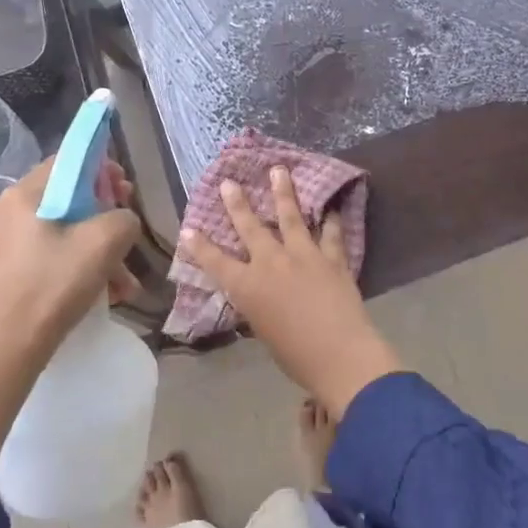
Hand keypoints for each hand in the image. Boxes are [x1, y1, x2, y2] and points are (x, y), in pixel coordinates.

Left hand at [0, 156, 142, 372]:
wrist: (9, 350)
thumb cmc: (53, 286)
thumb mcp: (103, 243)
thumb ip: (123, 217)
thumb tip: (122, 219)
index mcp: (21, 195)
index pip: (67, 161)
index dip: (101, 169)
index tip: (124, 191)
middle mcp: (6, 211)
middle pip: (66, 196)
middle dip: (104, 213)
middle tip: (127, 230)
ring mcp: (3, 241)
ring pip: (63, 229)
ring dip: (98, 248)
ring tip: (125, 279)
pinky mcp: (7, 267)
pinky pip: (51, 252)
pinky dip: (79, 264)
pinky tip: (107, 292)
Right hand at [180, 166, 402, 415]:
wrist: (339, 355)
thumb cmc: (296, 357)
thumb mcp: (264, 332)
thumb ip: (259, 309)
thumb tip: (260, 298)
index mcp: (248, 288)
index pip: (216, 263)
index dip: (200, 246)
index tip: (188, 229)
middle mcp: (271, 264)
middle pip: (250, 228)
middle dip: (237, 204)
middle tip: (229, 182)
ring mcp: (303, 256)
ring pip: (290, 217)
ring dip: (283, 192)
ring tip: (279, 170)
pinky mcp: (332, 259)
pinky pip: (331, 234)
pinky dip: (331, 221)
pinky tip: (331, 208)